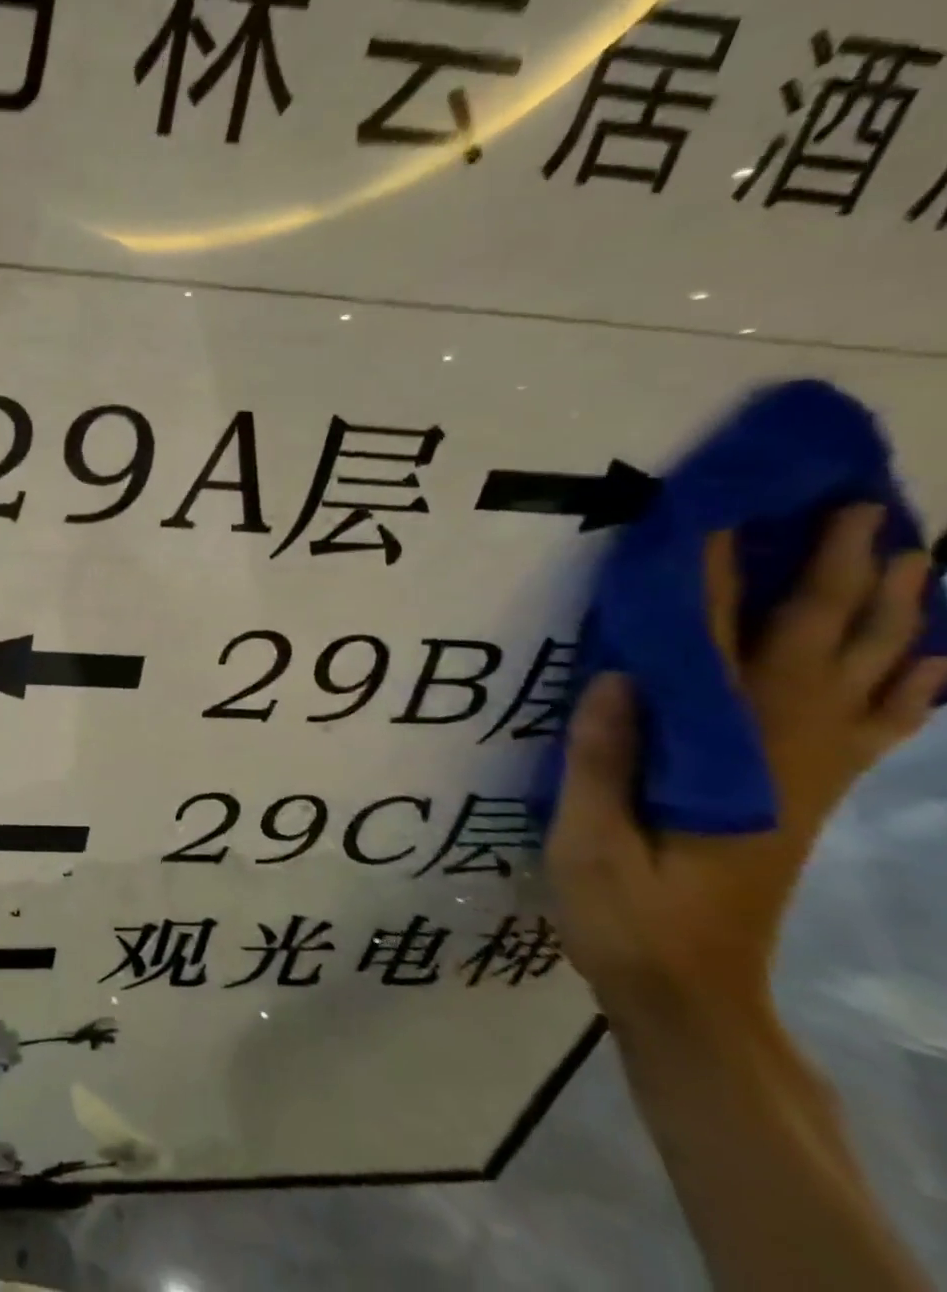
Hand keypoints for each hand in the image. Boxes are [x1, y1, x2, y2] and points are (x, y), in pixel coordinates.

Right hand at [547, 504, 946, 1032]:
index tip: (725, 523)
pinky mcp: (806, 798)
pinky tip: (928, 660)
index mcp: (725, 766)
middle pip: (821, 656)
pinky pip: (876, 731)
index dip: (724, 588)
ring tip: (916, 559)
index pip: (724, 658)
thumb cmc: (629, 915)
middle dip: (842, 579)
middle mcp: (784, 761)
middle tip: (861, 511)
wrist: (693, 993)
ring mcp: (807, 780)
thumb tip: (621, 676)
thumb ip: (607, 764)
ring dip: (893, 618)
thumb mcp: (591, 844)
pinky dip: (910, 687)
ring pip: (867, 685)